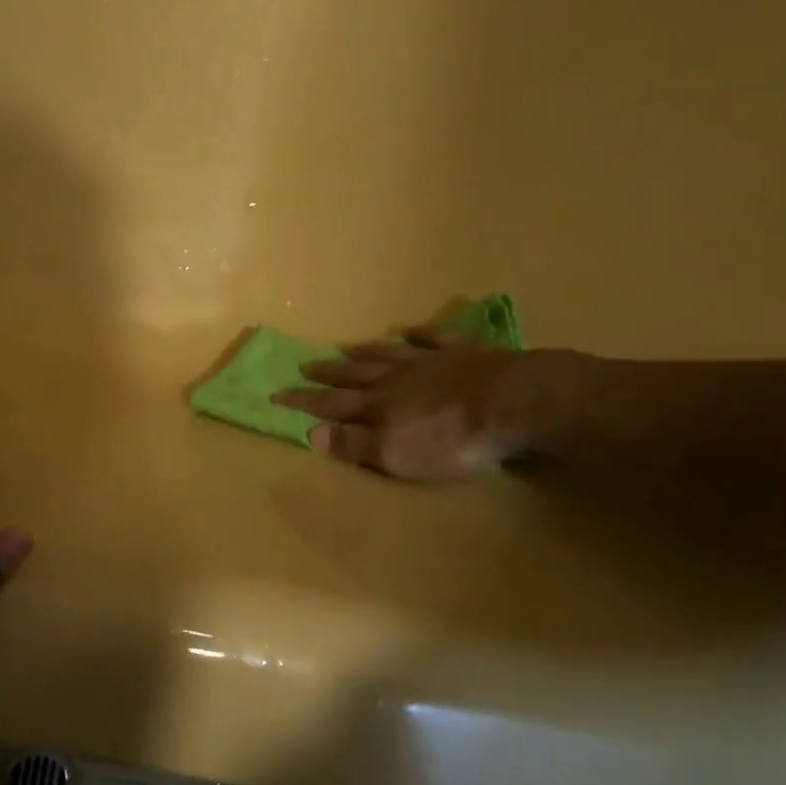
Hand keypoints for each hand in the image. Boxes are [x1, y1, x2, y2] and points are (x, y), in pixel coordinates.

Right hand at [274, 329, 562, 479]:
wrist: (510, 403)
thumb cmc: (450, 439)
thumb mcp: (394, 454)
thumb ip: (353, 444)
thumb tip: (312, 432)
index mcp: (378, 406)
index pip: (332, 404)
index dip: (304, 401)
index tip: (275, 394)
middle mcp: (397, 379)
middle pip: (356, 374)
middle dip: (328, 373)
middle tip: (305, 366)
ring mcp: (430, 361)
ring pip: (388, 354)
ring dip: (365, 352)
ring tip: (346, 348)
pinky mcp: (464, 352)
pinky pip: (434, 338)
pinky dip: (419, 334)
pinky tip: (410, 330)